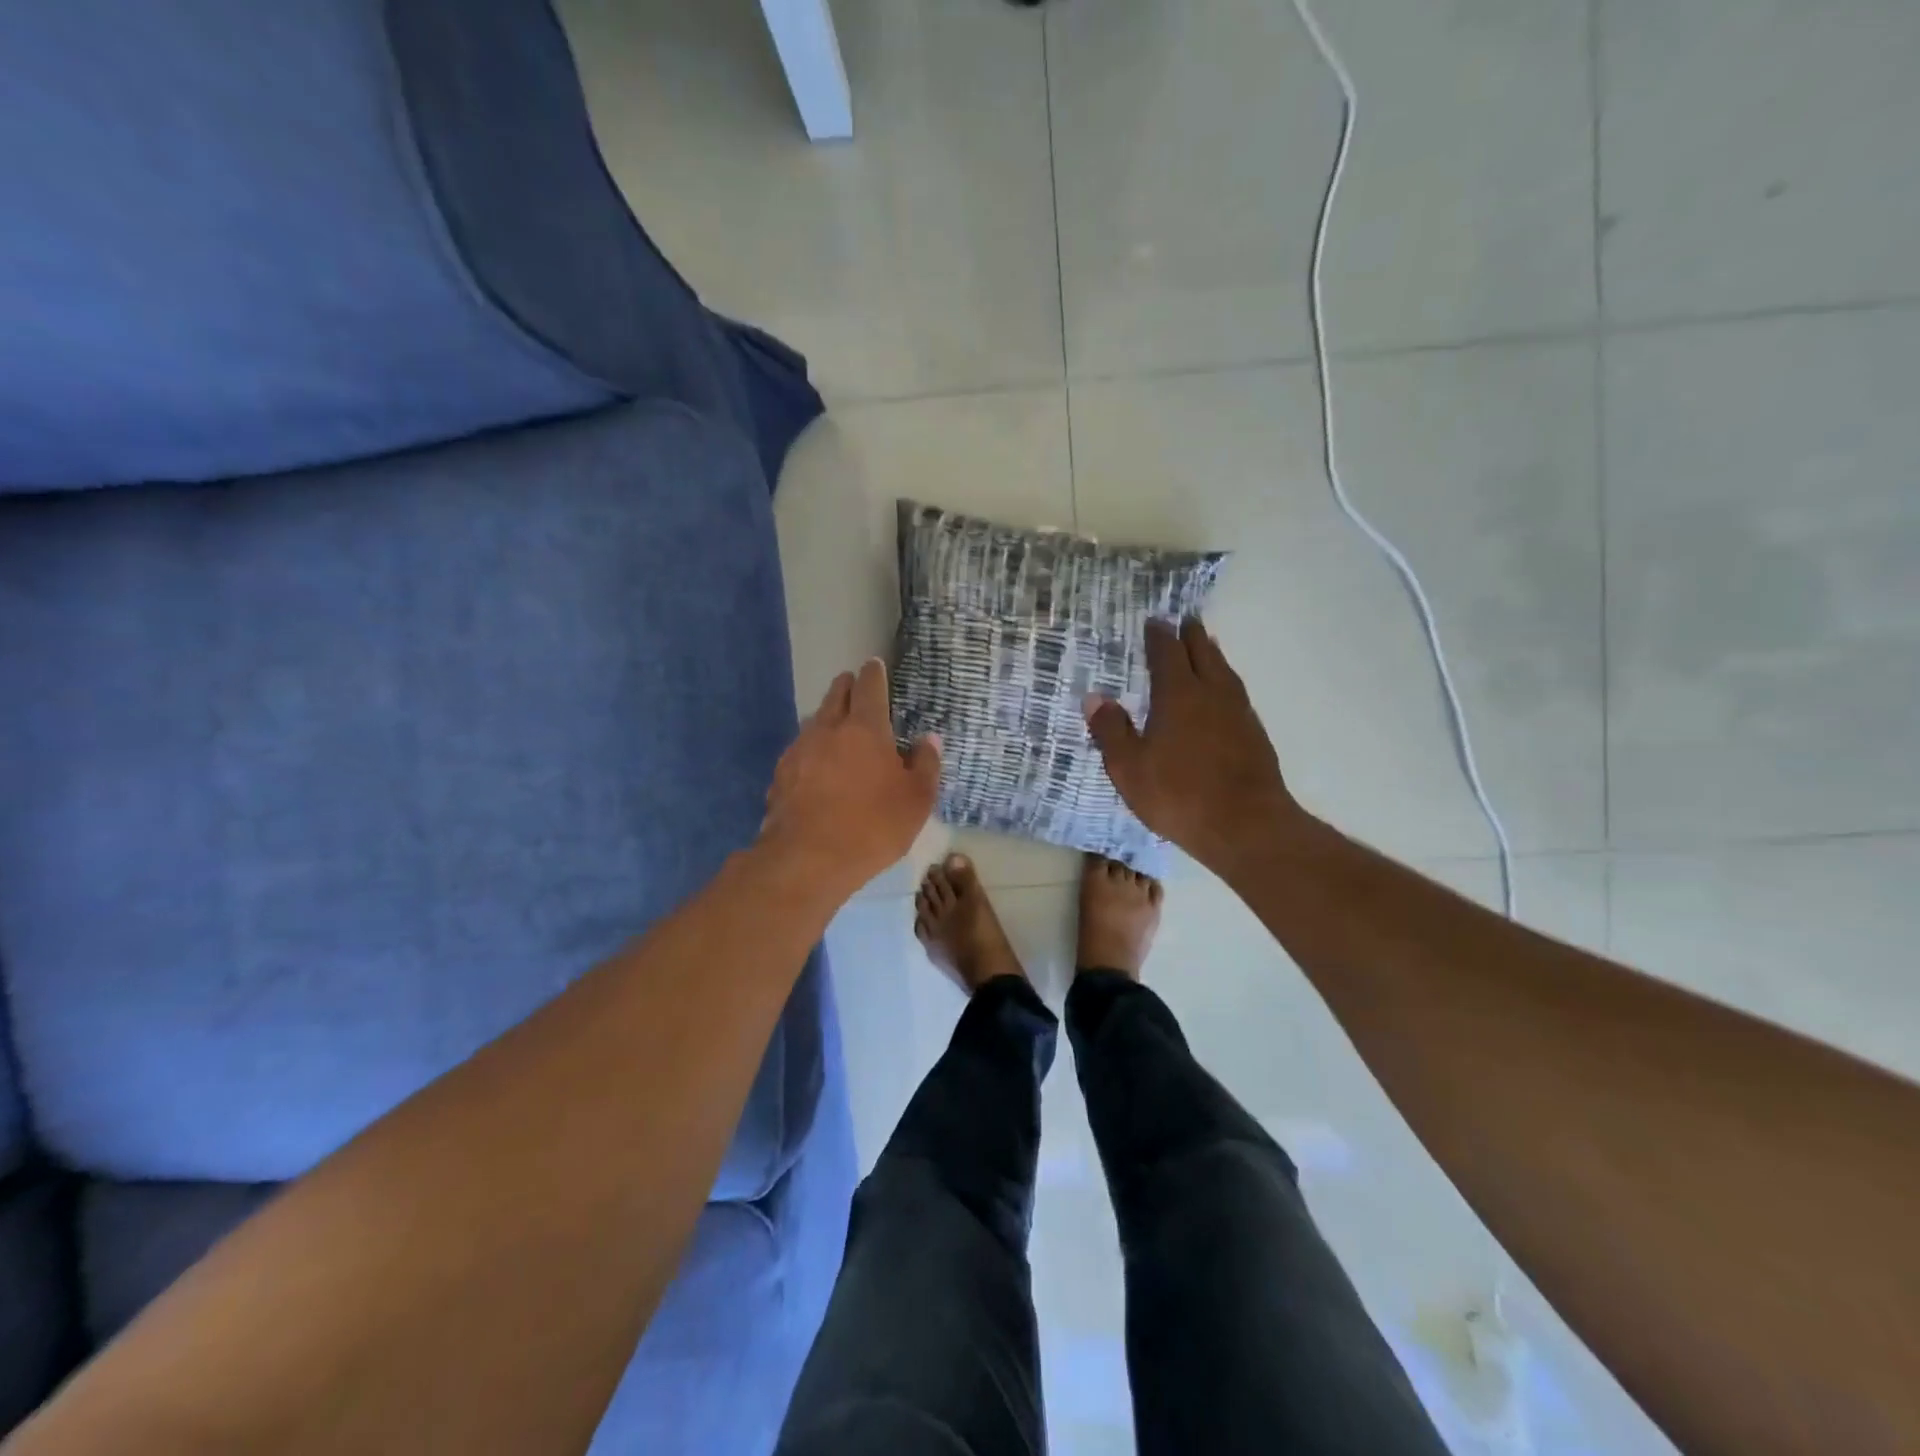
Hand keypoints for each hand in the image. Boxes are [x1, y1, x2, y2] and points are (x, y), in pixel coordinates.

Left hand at [762, 658, 941, 897]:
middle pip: (836, 695)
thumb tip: (929, 739)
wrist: (807, 860)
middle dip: (847, 686)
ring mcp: (799, 750)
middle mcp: (828, 729)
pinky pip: (800, 750)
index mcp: (866, 729)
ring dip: (828, 717)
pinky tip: (817, 766)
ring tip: (838, 727)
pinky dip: (812, 749)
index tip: (874, 664)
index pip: (869, 687)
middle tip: (856, 686)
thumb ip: (926, 765)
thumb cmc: (873, 826)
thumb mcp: (916, 800)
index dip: (874, 673)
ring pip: (814, 721)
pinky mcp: (780, 775)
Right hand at [1084, 618, 1304, 874]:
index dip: (1160, 636)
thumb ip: (1111, 731)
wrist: (1246, 825)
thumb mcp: (1129, 768)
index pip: (1168, 653)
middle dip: (1192, 636)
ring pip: (1225, 671)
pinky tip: (1223, 694)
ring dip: (1213, 655)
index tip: (1155, 622)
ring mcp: (1238, 713)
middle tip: (1185, 621)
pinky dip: (1226, 681)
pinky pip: (1237, 693)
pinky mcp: (1255, 734)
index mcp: (1178, 695)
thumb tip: (1094, 698)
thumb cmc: (1179, 795)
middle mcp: (1212, 694)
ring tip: (1207, 646)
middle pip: (1203, 653)